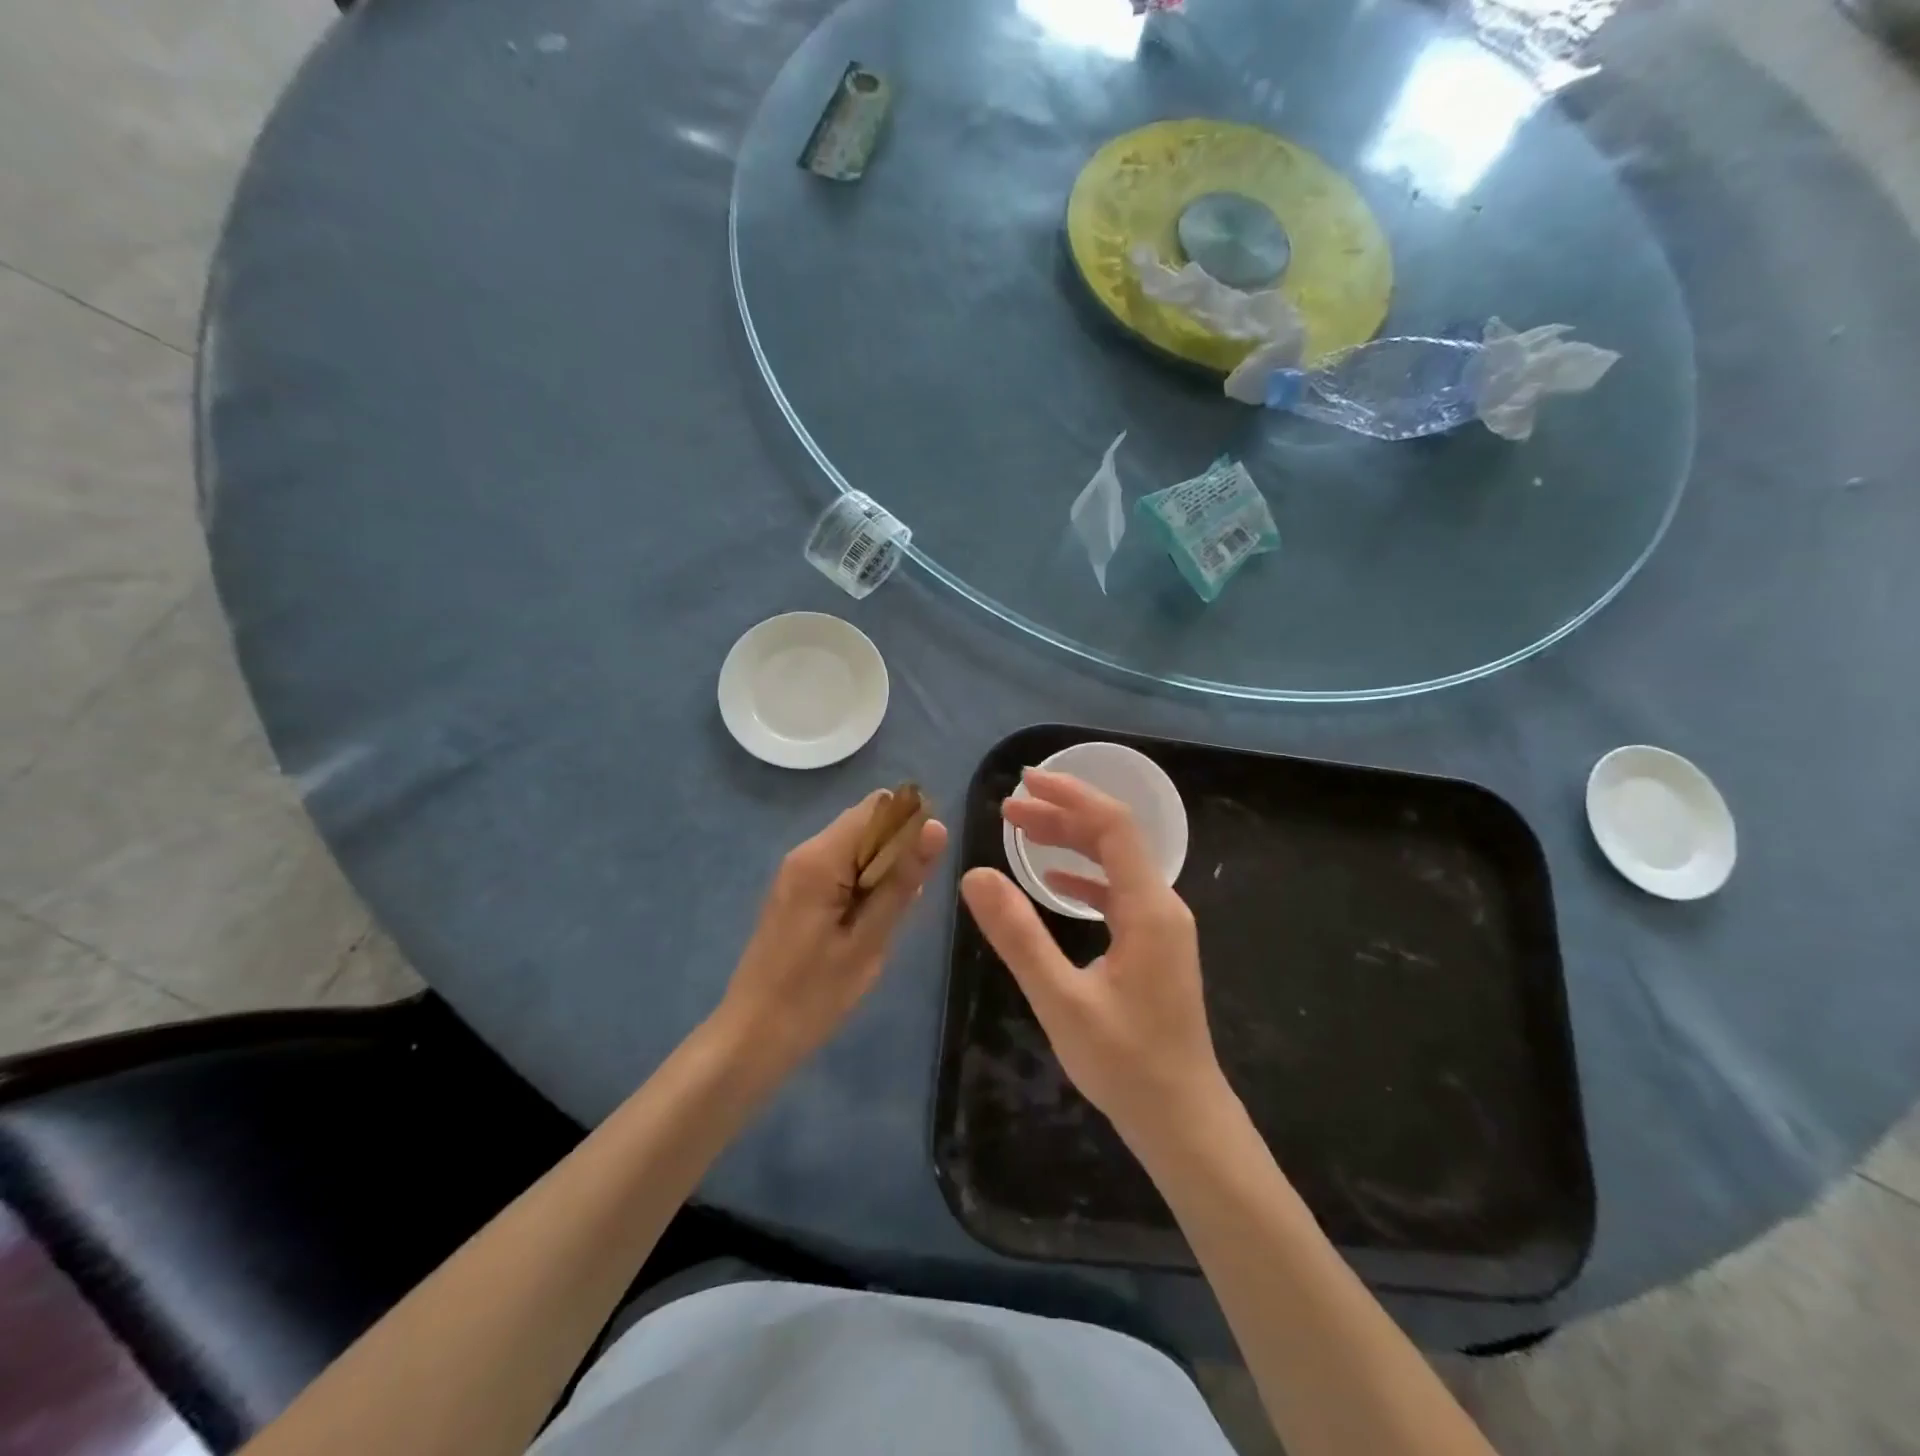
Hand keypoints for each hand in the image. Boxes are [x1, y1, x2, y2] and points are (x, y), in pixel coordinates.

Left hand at [718, 791, 948, 1078]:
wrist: (752, 1036)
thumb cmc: (813, 994)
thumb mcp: (869, 940)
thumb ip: (902, 881)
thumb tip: (936, 828)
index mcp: (821, 858)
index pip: (878, 806)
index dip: (911, 823)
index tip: (927, 864)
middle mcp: (805, 852)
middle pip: (866, 823)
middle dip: (897, 850)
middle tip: (906, 901)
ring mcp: (797, 872)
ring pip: (856, 847)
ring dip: (882, 870)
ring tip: (887, 920)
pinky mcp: (797, 891)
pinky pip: (841, 868)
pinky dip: (863, 885)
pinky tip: (868, 924)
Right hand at [960, 768, 1230, 1152]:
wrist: (1184, 1121)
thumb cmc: (1125, 1063)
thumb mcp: (1061, 999)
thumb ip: (1018, 935)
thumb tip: (974, 874)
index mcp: (1148, 907)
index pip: (1112, 826)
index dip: (1070, 796)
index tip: (1024, 781)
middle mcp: (1162, 906)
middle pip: (1114, 838)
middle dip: (1062, 816)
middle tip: (1008, 807)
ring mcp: (1162, 927)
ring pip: (1115, 864)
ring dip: (1071, 843)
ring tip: (1022, 833)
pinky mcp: (1155, 947)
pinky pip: (1119, 893)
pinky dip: (1085, 876)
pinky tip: (1056, 882)